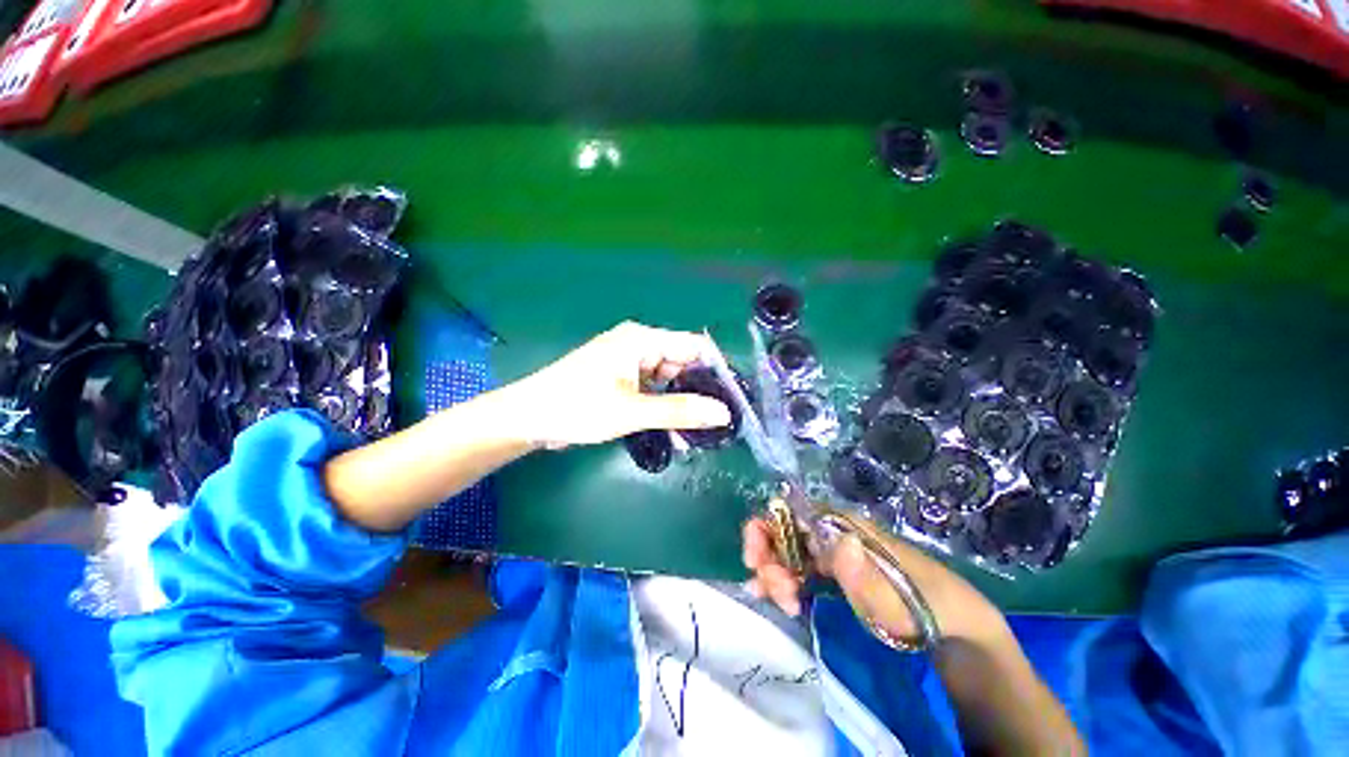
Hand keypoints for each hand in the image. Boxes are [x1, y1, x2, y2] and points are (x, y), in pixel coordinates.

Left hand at [507, 321, 732, 448]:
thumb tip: (723, 413)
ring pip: (667, 381)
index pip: (693, 346)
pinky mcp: (620, 380)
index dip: (716, 369)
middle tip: (718, 423)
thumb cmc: (577, 407)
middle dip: (698, 392)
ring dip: (680, 405)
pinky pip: (651, 390)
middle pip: (681, 364)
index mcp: (642, 340)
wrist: (528, 418)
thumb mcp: (632, 411)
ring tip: (697, 435)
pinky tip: (673, 433)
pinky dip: (662, 408)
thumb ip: (679, 411)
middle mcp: (638, 345)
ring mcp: (628, 363)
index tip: (734, 397)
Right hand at [742, 507, 1007, 643]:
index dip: (766, 529)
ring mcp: (831, 554)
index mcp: (843, 526)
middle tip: (775, 592)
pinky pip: (798, 572)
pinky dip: (782, 583)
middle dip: (768, 558)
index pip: (792, 513)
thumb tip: (838, 540)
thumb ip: (864, 575)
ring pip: (787, 553)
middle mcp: (831, 533)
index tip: (756, 560)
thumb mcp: (897, 599)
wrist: (949, 627)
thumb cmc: (924, 607)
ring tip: (781, 603)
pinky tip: (776, 599)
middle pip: (783, 532)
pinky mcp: (832, 574)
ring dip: (773, 574)